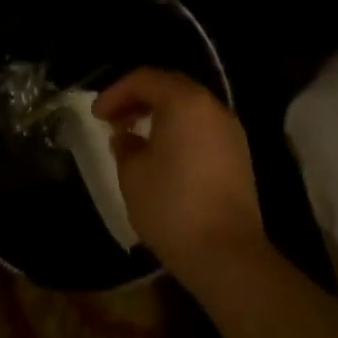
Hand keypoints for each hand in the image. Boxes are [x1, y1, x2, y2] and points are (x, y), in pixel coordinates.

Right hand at [94, 68, 266, 289]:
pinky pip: (203, 129)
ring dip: (160, 115)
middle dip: (138, 99)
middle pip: (169, 87)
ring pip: (188, 108)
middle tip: (115, 119)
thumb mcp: (133, 175)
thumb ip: (124, 146)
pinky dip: (180, 131)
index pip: (144, 80)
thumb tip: (126, 137)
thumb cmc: (173, 207)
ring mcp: (230, 131)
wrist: (230, 257)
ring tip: (137, 137)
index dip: (116, 93)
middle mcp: (211, 106)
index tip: (97, 115)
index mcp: (183, 100)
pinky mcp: (240, 157)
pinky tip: (165, 156)